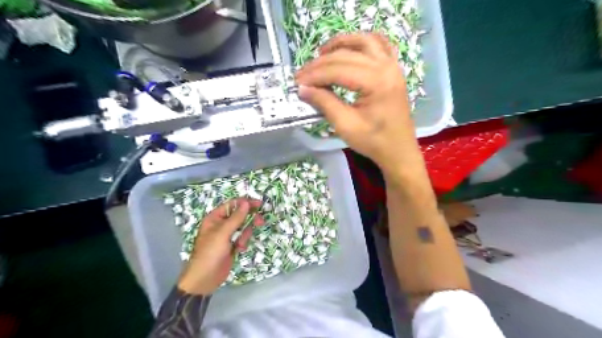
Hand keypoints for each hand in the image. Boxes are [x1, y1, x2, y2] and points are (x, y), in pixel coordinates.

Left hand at [177, 198, 263, 295]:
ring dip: (245, 234)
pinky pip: (242, 238)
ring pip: (243, 227)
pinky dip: (243, 243)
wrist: (205, 279)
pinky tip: (239, 250)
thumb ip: (236, 218)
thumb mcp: (223, 233)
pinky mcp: (232, 245)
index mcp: (215, 218)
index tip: (259, 204)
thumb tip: (246, 202)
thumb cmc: (210, 253)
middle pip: (240, 215)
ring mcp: (227, 235)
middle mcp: (221, 224)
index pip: (232, 205)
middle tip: (260, 222)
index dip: (246, 203)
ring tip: (240, 244)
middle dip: (249, 219)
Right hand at [296, 33, 421, 175]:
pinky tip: (349, 48)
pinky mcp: (394, 70)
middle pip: (347, 55)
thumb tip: (303, 89)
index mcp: (376, 82)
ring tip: (321, 53)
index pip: (338, 70)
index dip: (315, 75)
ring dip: (341, 44)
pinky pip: (380, 45)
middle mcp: (386, 67)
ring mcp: (393, 66)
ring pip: (364, 41)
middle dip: (321, 63)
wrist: (398, 150)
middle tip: (303, 75)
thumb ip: (324, 103)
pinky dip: (362, 43)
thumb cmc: (373, 141)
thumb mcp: (345, 125)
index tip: (297, 83)